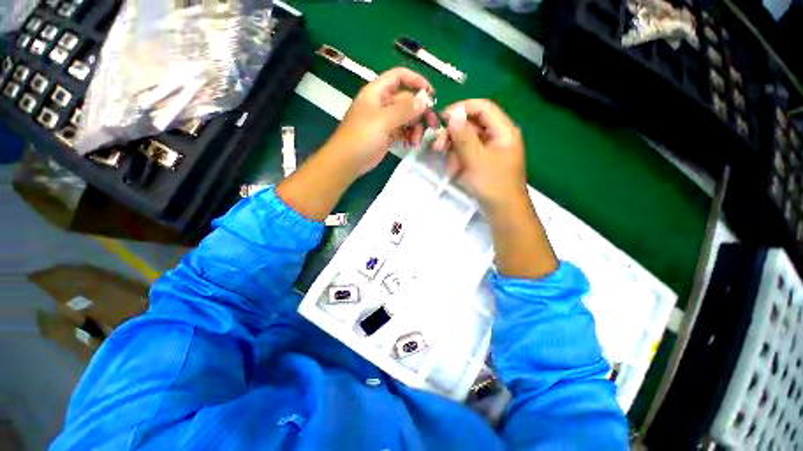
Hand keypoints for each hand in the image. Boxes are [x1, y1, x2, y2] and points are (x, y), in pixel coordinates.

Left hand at [325, 68, 437, 175]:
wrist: (348, 161)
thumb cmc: (362, 136)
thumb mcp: (384, 120)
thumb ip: (405, 109)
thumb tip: (426, 100)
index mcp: (377, 92)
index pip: (399, 76)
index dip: (415, 80)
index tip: (431, 93)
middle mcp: (382, 103)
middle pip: (406, 100)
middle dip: (419, 111)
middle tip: (432, 123)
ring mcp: (385, 120)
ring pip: (406, 117)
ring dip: (415, 127)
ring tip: (417, 140)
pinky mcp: (387, 135)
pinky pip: (403, 131)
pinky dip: (409, 136)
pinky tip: (411, 144)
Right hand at [433, 99, 526, 208]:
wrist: (503, 211)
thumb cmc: (493, 184)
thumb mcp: (476, 160)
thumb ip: (464, 137)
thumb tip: (453, 115)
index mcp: (503, 130)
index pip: (483, 107)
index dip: (462, 108)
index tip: (442, 118)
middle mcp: (497, 136)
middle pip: (473, 124)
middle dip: (453, 134)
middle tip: (437, 146)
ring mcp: (490, 150)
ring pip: (467, 140)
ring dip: (454, 149)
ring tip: (448, 165)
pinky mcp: (483, 161)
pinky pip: (468, 153)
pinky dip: (459, 159)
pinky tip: (454, 171)